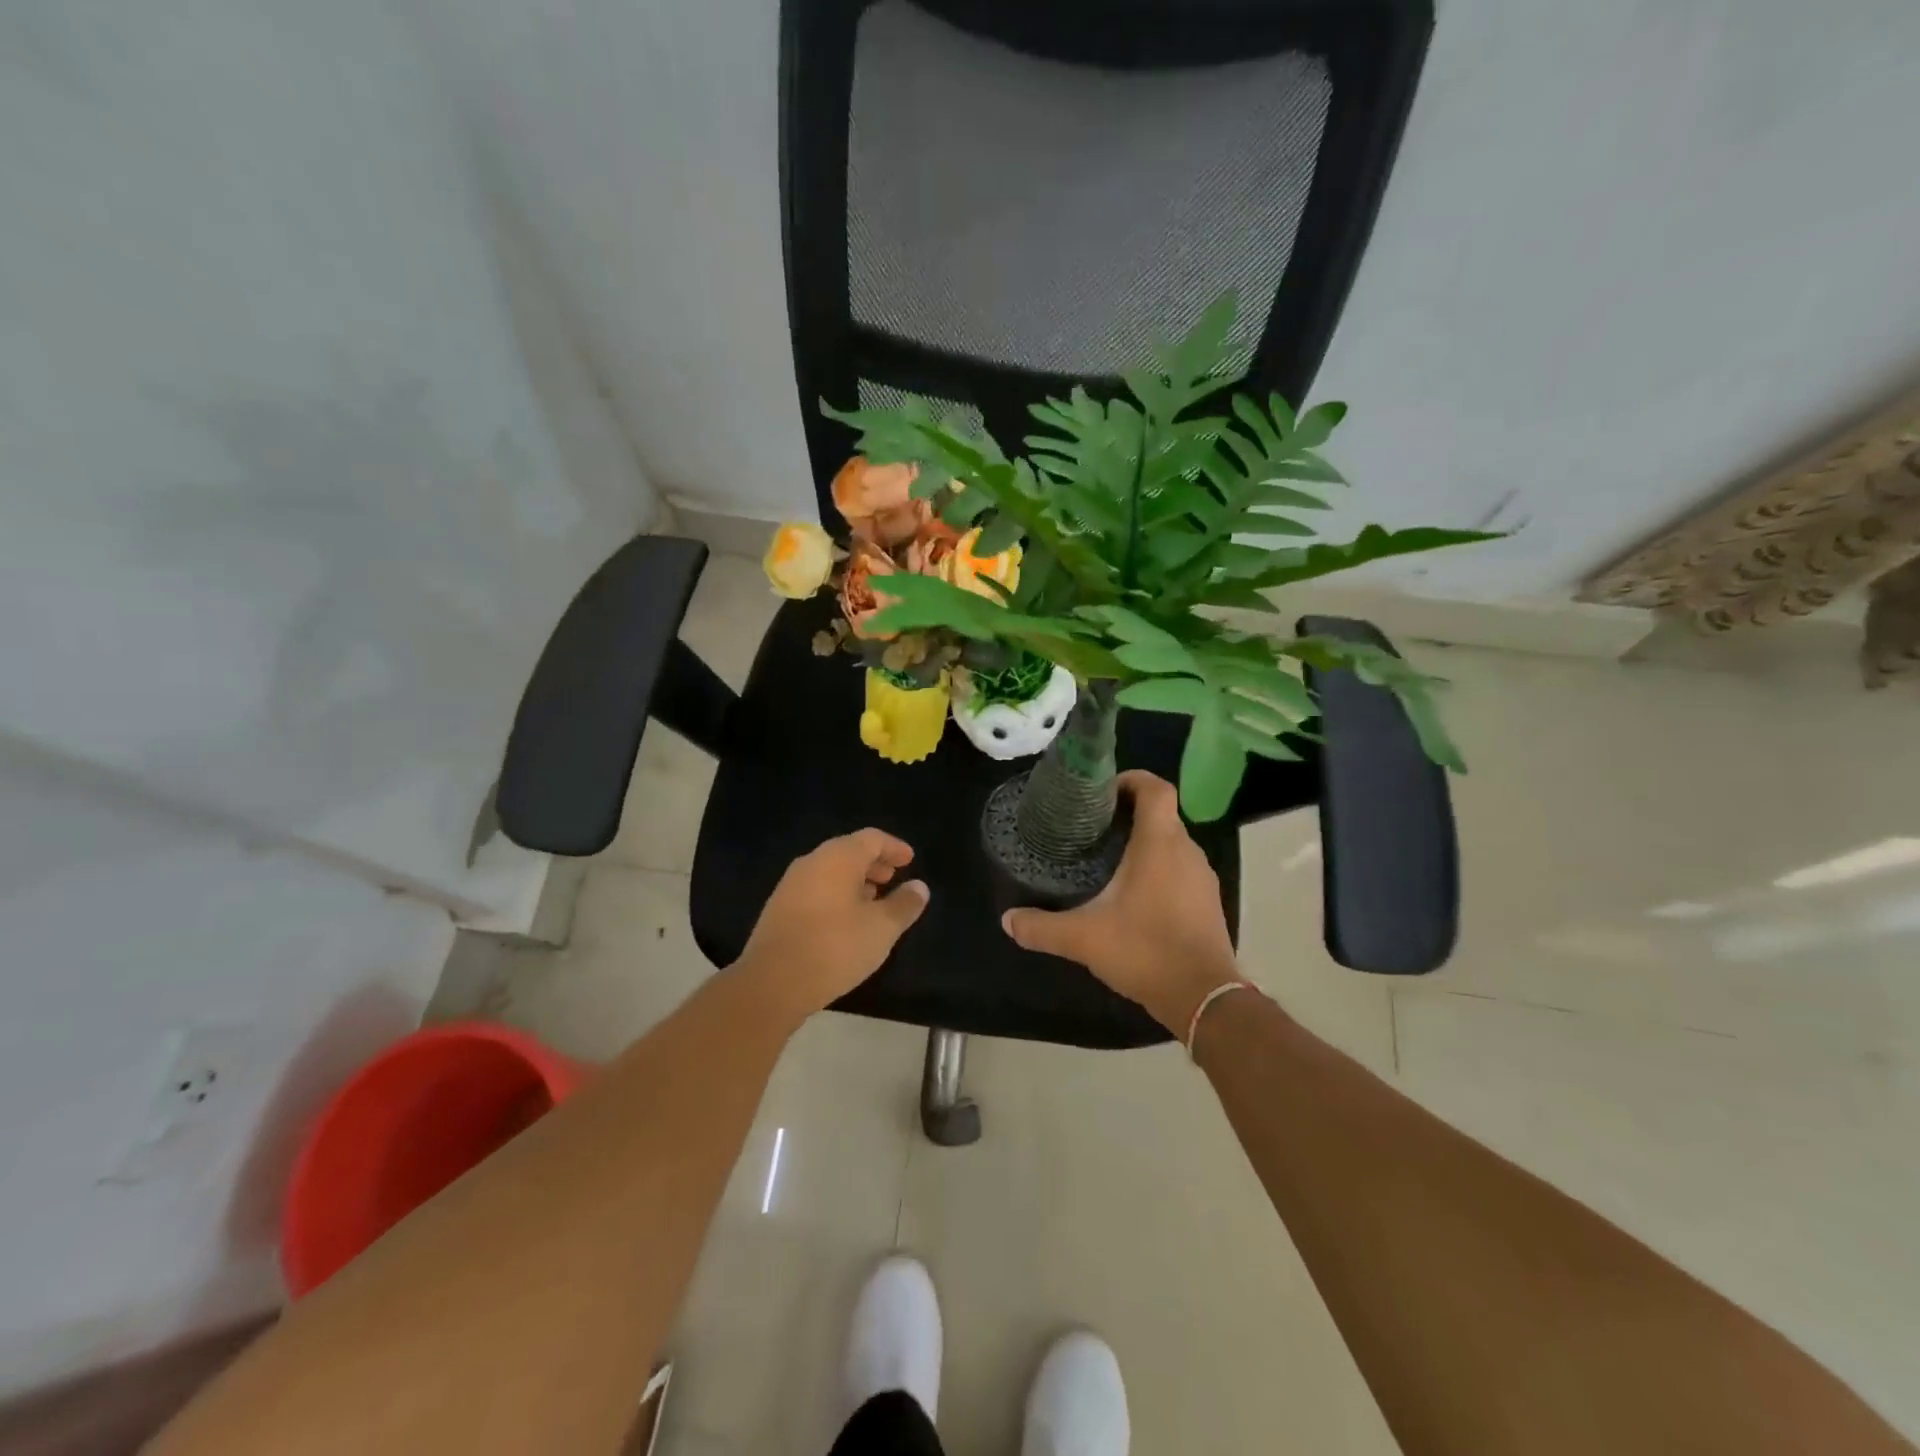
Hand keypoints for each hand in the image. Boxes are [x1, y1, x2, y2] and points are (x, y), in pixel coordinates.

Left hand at [738, 829, 929, 1020]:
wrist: (772, 983)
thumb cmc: (835, 947)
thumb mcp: (882, 928)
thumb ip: (904, 904)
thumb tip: (919, 887)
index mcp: (838, 857)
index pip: (872, 838)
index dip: (894, 847)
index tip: (910, 860)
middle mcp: (812, 862)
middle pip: (849, 851)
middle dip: (874, 863)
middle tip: (893, 878)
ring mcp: (791, 885)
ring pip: (830, 872)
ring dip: (854, 881)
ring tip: (873, 902)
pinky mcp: (778, 908)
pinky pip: (816, 890)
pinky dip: (836, 895)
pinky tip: (846, 921)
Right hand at [1001, 771, 1239, 1034]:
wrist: (1203, 997)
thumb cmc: (1144, 950)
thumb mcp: (1083, 938)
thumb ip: (1042, 927)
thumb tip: (1007, 920)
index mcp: (1159, 843)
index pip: (1155, 788)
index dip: (1131, 779)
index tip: (1102, 791)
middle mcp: (1186, 851)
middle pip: (1161, 814)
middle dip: (1129, 814)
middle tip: (1093, 828)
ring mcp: (1202, 876)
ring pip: (1172, 842)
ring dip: (1145, 842)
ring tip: (1109, 859)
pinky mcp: (1208, 901)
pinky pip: (1181, 869)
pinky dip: (1160, 868)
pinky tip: (1135, 894)